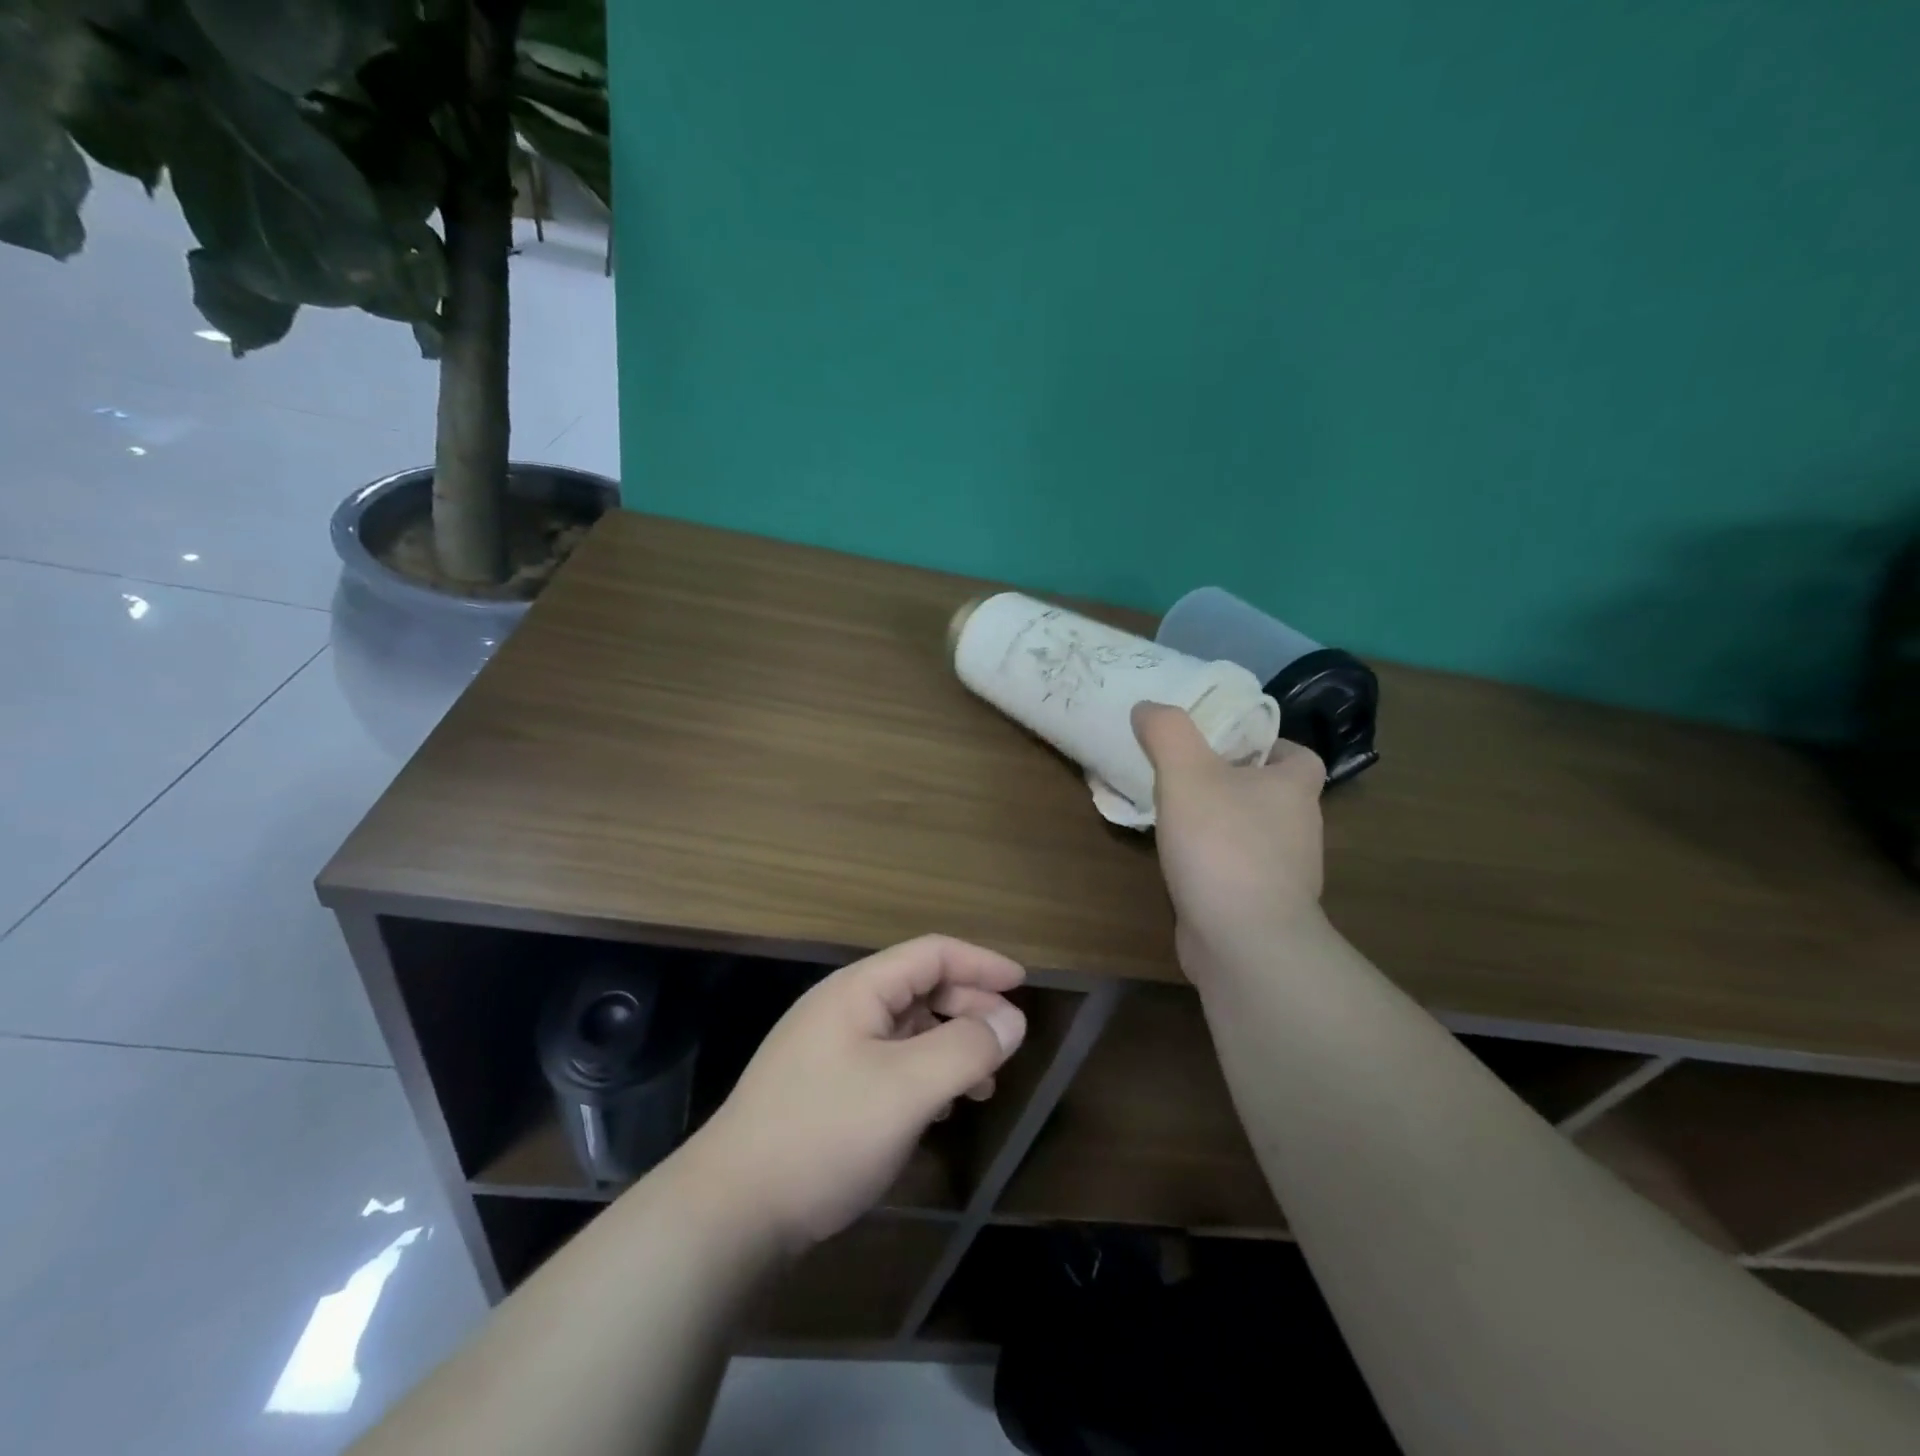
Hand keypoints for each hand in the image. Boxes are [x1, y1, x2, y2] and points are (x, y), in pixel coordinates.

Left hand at [681, 936, 1026, 1252]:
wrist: (731, 1211)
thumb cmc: (825, 1133)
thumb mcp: (907, 1089)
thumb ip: (965, 1048)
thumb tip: (1010, 1020)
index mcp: (858, 990)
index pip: (931, 954)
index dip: (980, 962)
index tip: (1022, 984)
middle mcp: (842, 1008)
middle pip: (919, 989)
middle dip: (968, 1008)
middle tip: (1007, 1043)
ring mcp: (828, 1049)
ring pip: (905, 1030)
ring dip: (949, 1046)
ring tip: (982, 1084)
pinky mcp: (823, 1089)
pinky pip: (887, 1064)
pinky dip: (922, 1075)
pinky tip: (937, 1109)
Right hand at [1132, 702, 1328, 980]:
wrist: (1243, 942)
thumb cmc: (1222, 845)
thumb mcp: (1186, 772)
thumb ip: (1167, 732)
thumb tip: (1148, 708)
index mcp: (1294, 789)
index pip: (1299, 755)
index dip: (1268, 745)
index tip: (1226, 746)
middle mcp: (1299, 829)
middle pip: (1273, 794)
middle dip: (1236, 784)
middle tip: (1188, 776)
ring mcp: (1284, 874)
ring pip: (1255, 835)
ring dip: (1223, 825)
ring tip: (1178, 818)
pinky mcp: (1262, 907)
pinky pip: (1239, 873)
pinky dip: (1215, 865)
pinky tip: (1182, 865)